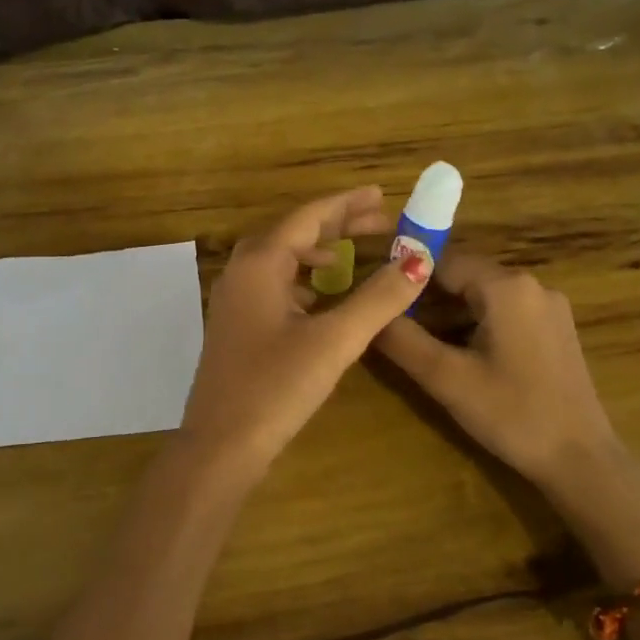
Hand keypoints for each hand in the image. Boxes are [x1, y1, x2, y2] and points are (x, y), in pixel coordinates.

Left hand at [178, 187, 431, 479]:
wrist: (220, 445)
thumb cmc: (276, 387)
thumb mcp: (334, 340)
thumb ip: (378, 299)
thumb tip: (419, 260)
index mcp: (260, 264)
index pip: (308, 217)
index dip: (347, 204)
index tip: (381, 195)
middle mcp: (242, 273)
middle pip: (293, 233)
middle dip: (336, 224)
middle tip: (379, 220)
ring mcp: (235, 300)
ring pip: (281, 259)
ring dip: (318, 251)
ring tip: (353, 253)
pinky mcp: (237, 326)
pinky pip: (273, 285)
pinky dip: (303, 280)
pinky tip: (322, 297)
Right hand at [372, 253, 622, 490]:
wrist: (580, 460)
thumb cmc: (512, 414)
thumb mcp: (446, 377)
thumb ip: (402, 339)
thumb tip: (366, 313)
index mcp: (507, 286)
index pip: (443, 262)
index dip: (407, 279)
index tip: (379, 301)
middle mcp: (532, 285)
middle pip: (465, 278)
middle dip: (428, 299)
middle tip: (395, 328)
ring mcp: (549, 308)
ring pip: (484, 297)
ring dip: (450, 315)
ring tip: (421, 345)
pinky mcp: (556, 330)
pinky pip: (505, 313)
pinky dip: (477, 326)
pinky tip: (461, 357)